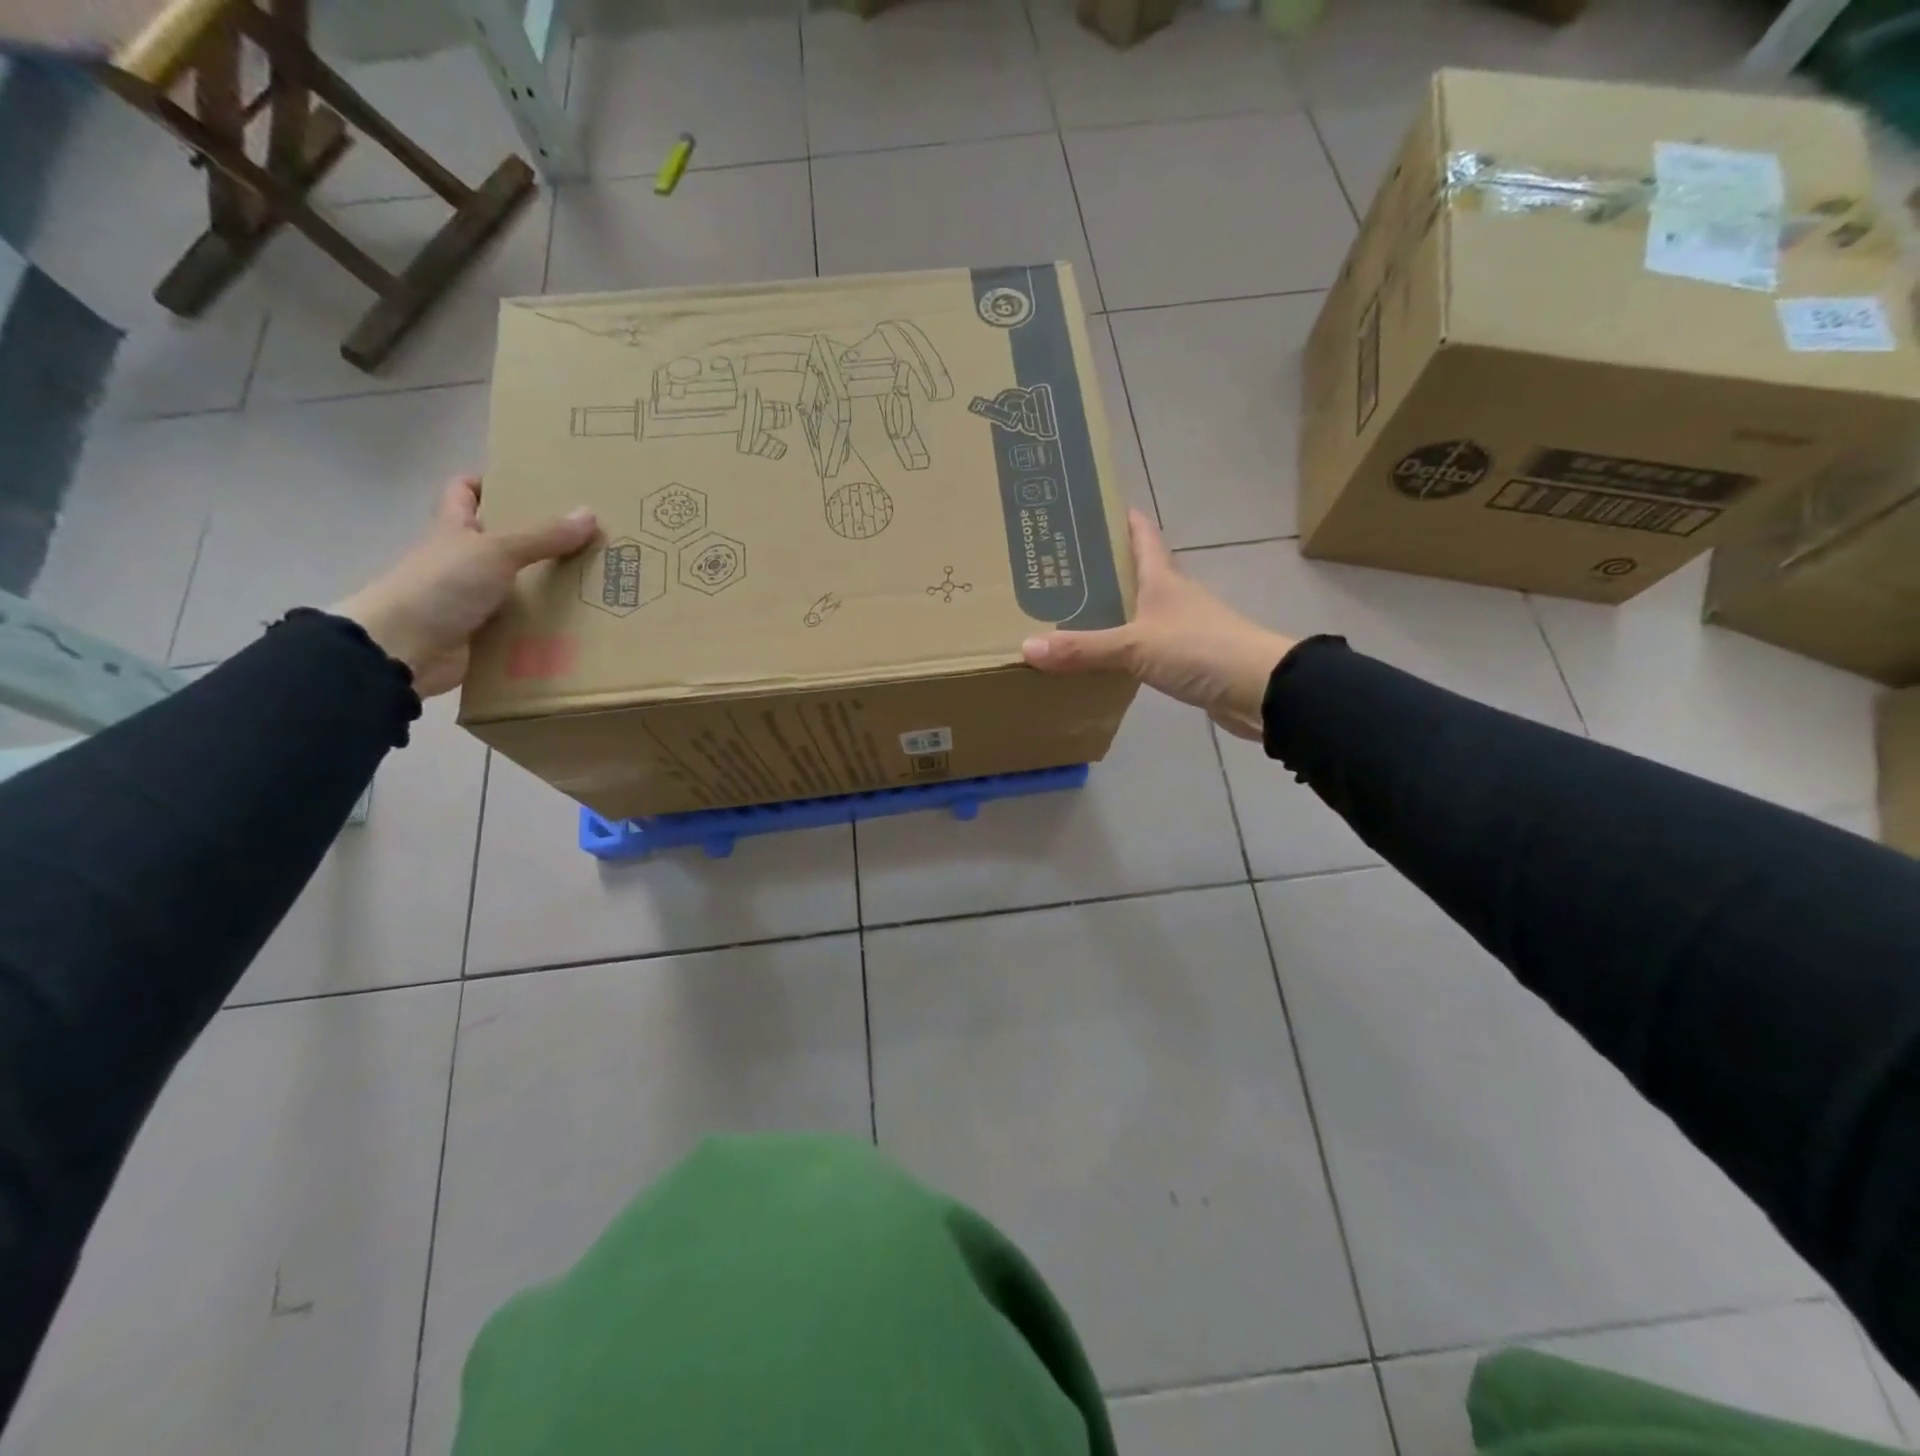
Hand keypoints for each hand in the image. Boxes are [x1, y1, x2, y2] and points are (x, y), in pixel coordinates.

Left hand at [335, 476, 597, 697]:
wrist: (404, 649)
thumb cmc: (442, 585)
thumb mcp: (496, 551)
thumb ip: (543, 536)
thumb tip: (590, 513)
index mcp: (455, 529)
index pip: (464, 491)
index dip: (490, 482)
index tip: (532, 486)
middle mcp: (463, 560)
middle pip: (503, 540)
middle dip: (540, 538)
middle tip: (586, 536)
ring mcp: (473, 599)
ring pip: (518, 585)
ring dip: (551, 587)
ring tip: (597, 581)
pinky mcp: (485, 634)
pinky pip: (523, 626)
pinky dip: (546, 626)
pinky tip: (580, 625)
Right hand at [1022, 509, 1294, 740]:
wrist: (1259, 690)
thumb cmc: (1201, 649)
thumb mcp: (1135, 645)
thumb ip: (1083, 648)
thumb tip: (1026, 647)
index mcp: (1162, 577)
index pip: (1141, 533)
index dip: (1119, 517)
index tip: (1086, 509)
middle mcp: (1172, 596)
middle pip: (1134, 571)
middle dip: (1100, 567)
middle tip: (1055, 567)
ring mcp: (1180, 628)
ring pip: (1137, 610)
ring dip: (1109, 609)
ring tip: (1065, 612)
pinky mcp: (1184, 659)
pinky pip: (1142, 646)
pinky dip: (1120, 648)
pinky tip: (1098, 658)